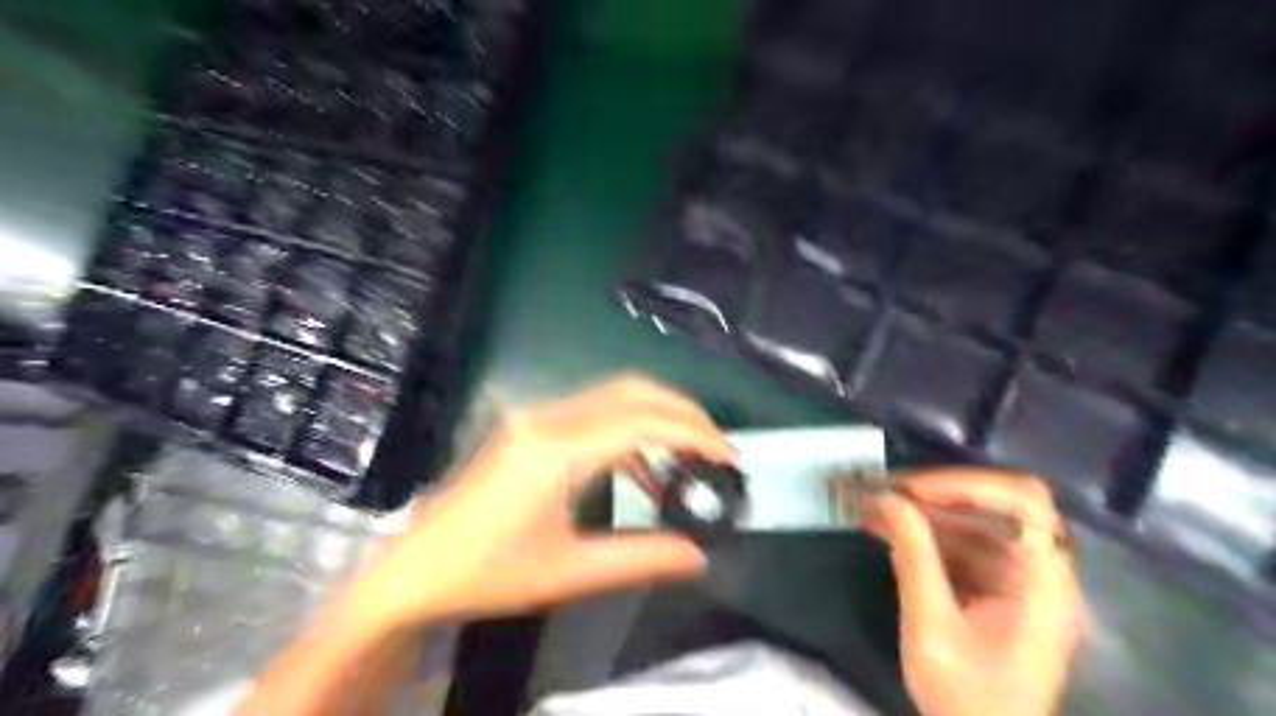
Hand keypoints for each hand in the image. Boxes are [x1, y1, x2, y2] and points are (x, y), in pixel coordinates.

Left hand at [346, 376, 738, 630]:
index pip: (642, 421)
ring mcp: (535, 417)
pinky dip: (629, 429)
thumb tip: (698, 555)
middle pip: (631, 390)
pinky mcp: (530, 426)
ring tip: (690, 453)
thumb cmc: (487, 573)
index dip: (693, 432)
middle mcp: (547, 419)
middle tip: (717, 445)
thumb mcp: (569, 571)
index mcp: (556, 450)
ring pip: (614, 394)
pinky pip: (593, 412)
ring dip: (658, 415)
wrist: (414, 569)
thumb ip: (640, 557)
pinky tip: (643, 468)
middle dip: (683, 411)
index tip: (729, 454)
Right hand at [863, 466, 1079, 714]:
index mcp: (1044, 584)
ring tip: (873, 504)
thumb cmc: (967, 703)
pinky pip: (961, 543)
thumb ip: (913, 558)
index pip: (1024, 503)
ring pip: (973, 521)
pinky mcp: (994, 587)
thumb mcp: (932, 630)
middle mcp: (1039, 572)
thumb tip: (886, 499)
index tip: (912, 491)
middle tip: (884, 491)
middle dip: (936, 493)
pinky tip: (884, 528)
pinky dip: (923, 531)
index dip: (967, 484)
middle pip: (997, 505)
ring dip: (922, 510)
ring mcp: (1017, 579)